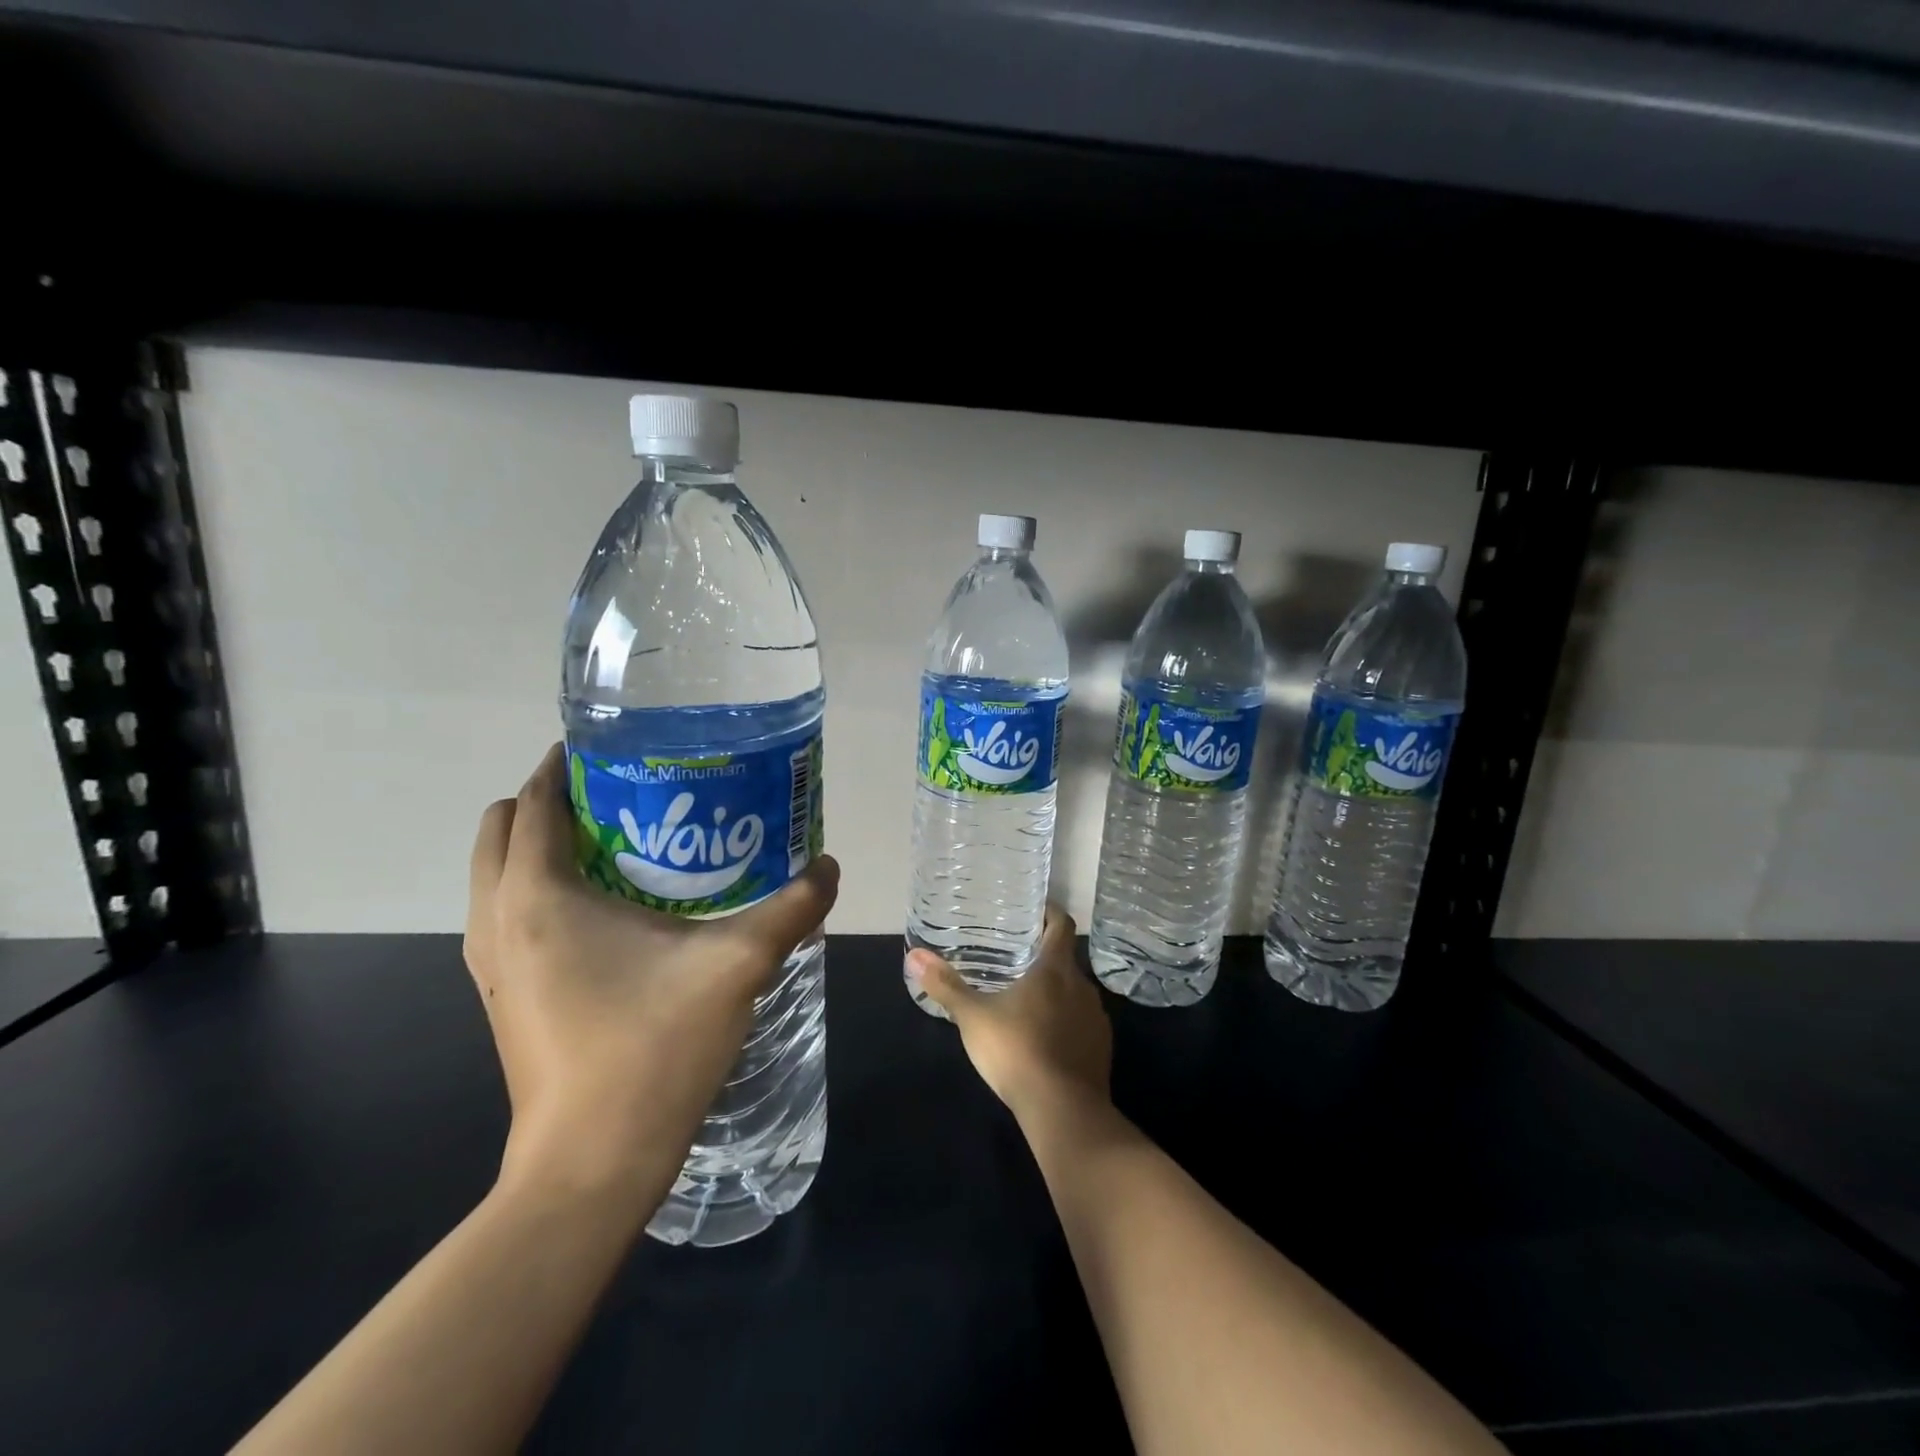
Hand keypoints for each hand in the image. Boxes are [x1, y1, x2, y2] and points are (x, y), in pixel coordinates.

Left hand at [465, 744, 839, 1205]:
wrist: (590, 1168)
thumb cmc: (651, 1051)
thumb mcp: (737, 966)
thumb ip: (792, 907)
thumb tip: (829, 867)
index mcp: (537, 897)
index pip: (533, 801)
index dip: (566, 763)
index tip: (620, 749)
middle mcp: (499, 921)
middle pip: (502, 829)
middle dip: (552, 800)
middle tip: (626, 796)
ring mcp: (492, 964)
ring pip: (499, 875)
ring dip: (545, 846)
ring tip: (623, 844)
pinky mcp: (504, 996)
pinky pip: (511, 914)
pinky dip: (546, 889)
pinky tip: (616, 911)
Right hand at [906, 907, 1111, 1123]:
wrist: (1064, 1111)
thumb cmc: (1017, 1050)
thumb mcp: (973, 1017)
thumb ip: (946, 986)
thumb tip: (914, 955)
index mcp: (1055, 969)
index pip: (1062, 924)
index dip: (1050, 913)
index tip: (1033, 911)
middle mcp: (1082, 986)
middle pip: (1065, 960)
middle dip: (1043, 958)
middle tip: (1015, 959)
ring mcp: (1096, 1019)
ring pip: (1075, 993)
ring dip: (1055, 992)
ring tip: (1026, 1000)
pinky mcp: (1101, 1048)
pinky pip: (1082, 1024)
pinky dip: (1066, 1023)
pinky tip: (1045, 1038)